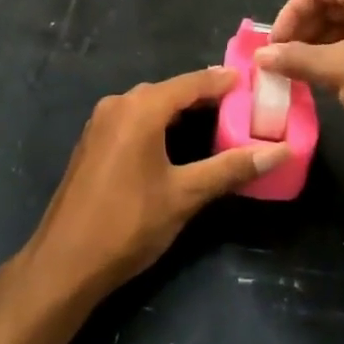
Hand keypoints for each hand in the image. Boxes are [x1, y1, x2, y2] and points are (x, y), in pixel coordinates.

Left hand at [24, 68, 287, 300]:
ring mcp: (100, 122)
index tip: (250, 80)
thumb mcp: (185, 196)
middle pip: (169, 91)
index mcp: (141, 108)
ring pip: (149, 105)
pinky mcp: (92, 142)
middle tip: (239, 104)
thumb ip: (230, 168)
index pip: (191, 83)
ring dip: (180, 110)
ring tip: (215, 120)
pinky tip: (175, 141)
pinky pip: (133, 119)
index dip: (222, 81)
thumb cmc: (128, 224)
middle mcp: (118, 104)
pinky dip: (158, 122)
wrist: (64, 263)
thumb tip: (279, 152)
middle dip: (203, 95)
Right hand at [255, 0, 343, 146]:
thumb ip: (296, 59)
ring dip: (319, 44)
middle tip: (283, 60)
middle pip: (328, 3)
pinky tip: (327, 77)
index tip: (274, 45)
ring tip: (300, 72)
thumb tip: (260, 56)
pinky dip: (339, 53)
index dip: (289, 15)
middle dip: (303, 31)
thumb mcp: (337, 68)